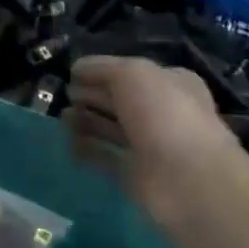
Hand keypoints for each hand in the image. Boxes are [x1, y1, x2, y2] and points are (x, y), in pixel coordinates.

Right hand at [64, 57, 242, 225]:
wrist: (187, 180)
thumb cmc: (163, 114)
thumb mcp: (132, 74)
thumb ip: (102, 68)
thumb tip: (77, 69)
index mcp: (171, 83)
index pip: (131, 72)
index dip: (102, 71)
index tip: (73, 73)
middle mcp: (162, 112)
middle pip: (119, 100)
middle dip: (91, 95)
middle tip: (64, 95)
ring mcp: (149, 145)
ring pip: (111, 128)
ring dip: (86, 121)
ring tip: (61, 117)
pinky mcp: (135, 175)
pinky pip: (105, 157)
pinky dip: (87, 150)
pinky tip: (67, 143)